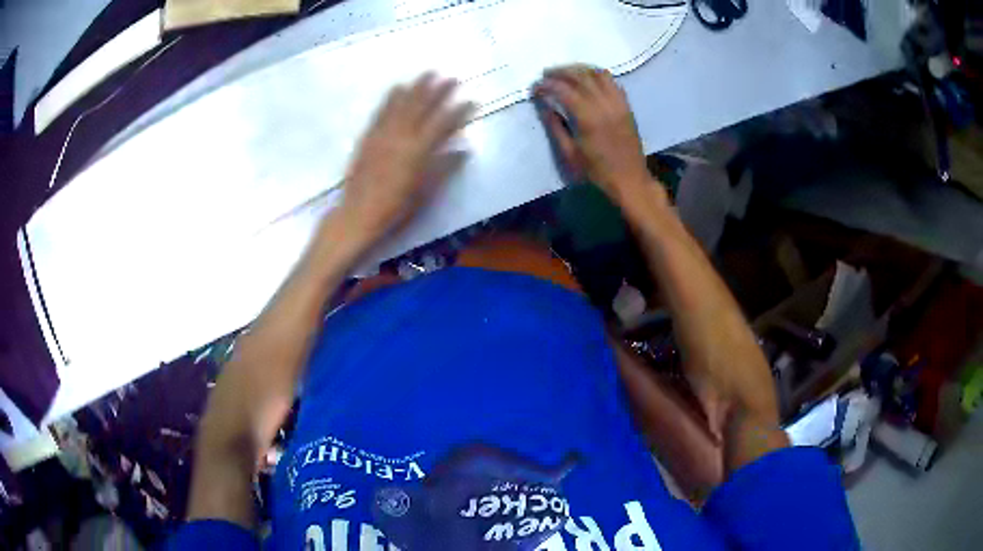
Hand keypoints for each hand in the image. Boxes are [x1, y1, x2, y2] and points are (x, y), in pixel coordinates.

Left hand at [340, 73, 474, 242]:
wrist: (359, 214)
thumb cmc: (396, 208)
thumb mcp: (426, 192)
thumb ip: (445, 168)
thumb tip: (465, 151)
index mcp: (419, 150)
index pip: (444, 124)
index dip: (460, 111)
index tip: (472, 100)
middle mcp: (402, 136)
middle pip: (423, 107)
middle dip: (439, 91)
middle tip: (451, 78)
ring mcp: (383, 134)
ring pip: (402, 104)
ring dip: (416, 87)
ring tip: (427, 74)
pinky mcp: (368, 137)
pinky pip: (381, 112)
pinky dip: (390, 98)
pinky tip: (397, 88)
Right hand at [535, 65, 654, 203]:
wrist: (629, 180)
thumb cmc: (597, 172)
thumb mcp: (570, 154)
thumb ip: (556, 127)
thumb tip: (544, 106)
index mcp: (588, 118)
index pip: (564, 90)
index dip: (547, 85)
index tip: (535, 87)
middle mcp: (604, 105)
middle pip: (580, 76)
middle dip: (560, 72)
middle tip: (546, 74)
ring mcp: (618, 104)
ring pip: (598, 74)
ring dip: (579, 69)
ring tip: (565, 72)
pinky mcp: (626, 106)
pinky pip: (612, 82)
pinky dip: (598, 75)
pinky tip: (588, 79)